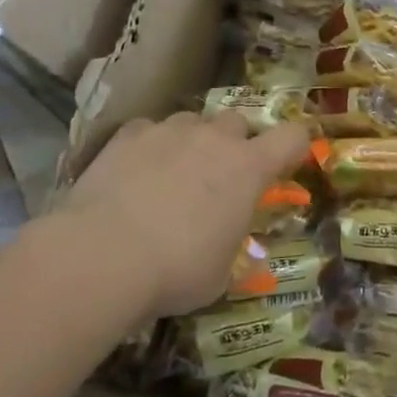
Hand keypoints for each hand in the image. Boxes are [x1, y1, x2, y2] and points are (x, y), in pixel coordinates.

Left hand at [53, 111, 311, 318]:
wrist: (102, 256)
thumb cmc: (175, 271)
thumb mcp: (220, 275)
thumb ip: (235, 251)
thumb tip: (241, 256)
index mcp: (249, 168)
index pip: (293, 136)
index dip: (294, 147)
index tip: (285, 165)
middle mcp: (214, 138)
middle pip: (238, 122)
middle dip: (234, 144)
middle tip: (219, 178)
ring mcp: (170, 131)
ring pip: (192, 121)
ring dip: (191, 142)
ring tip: (172, 175)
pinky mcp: (128, 134)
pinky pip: (148, 130)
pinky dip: (148, 146)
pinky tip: (134, 173)